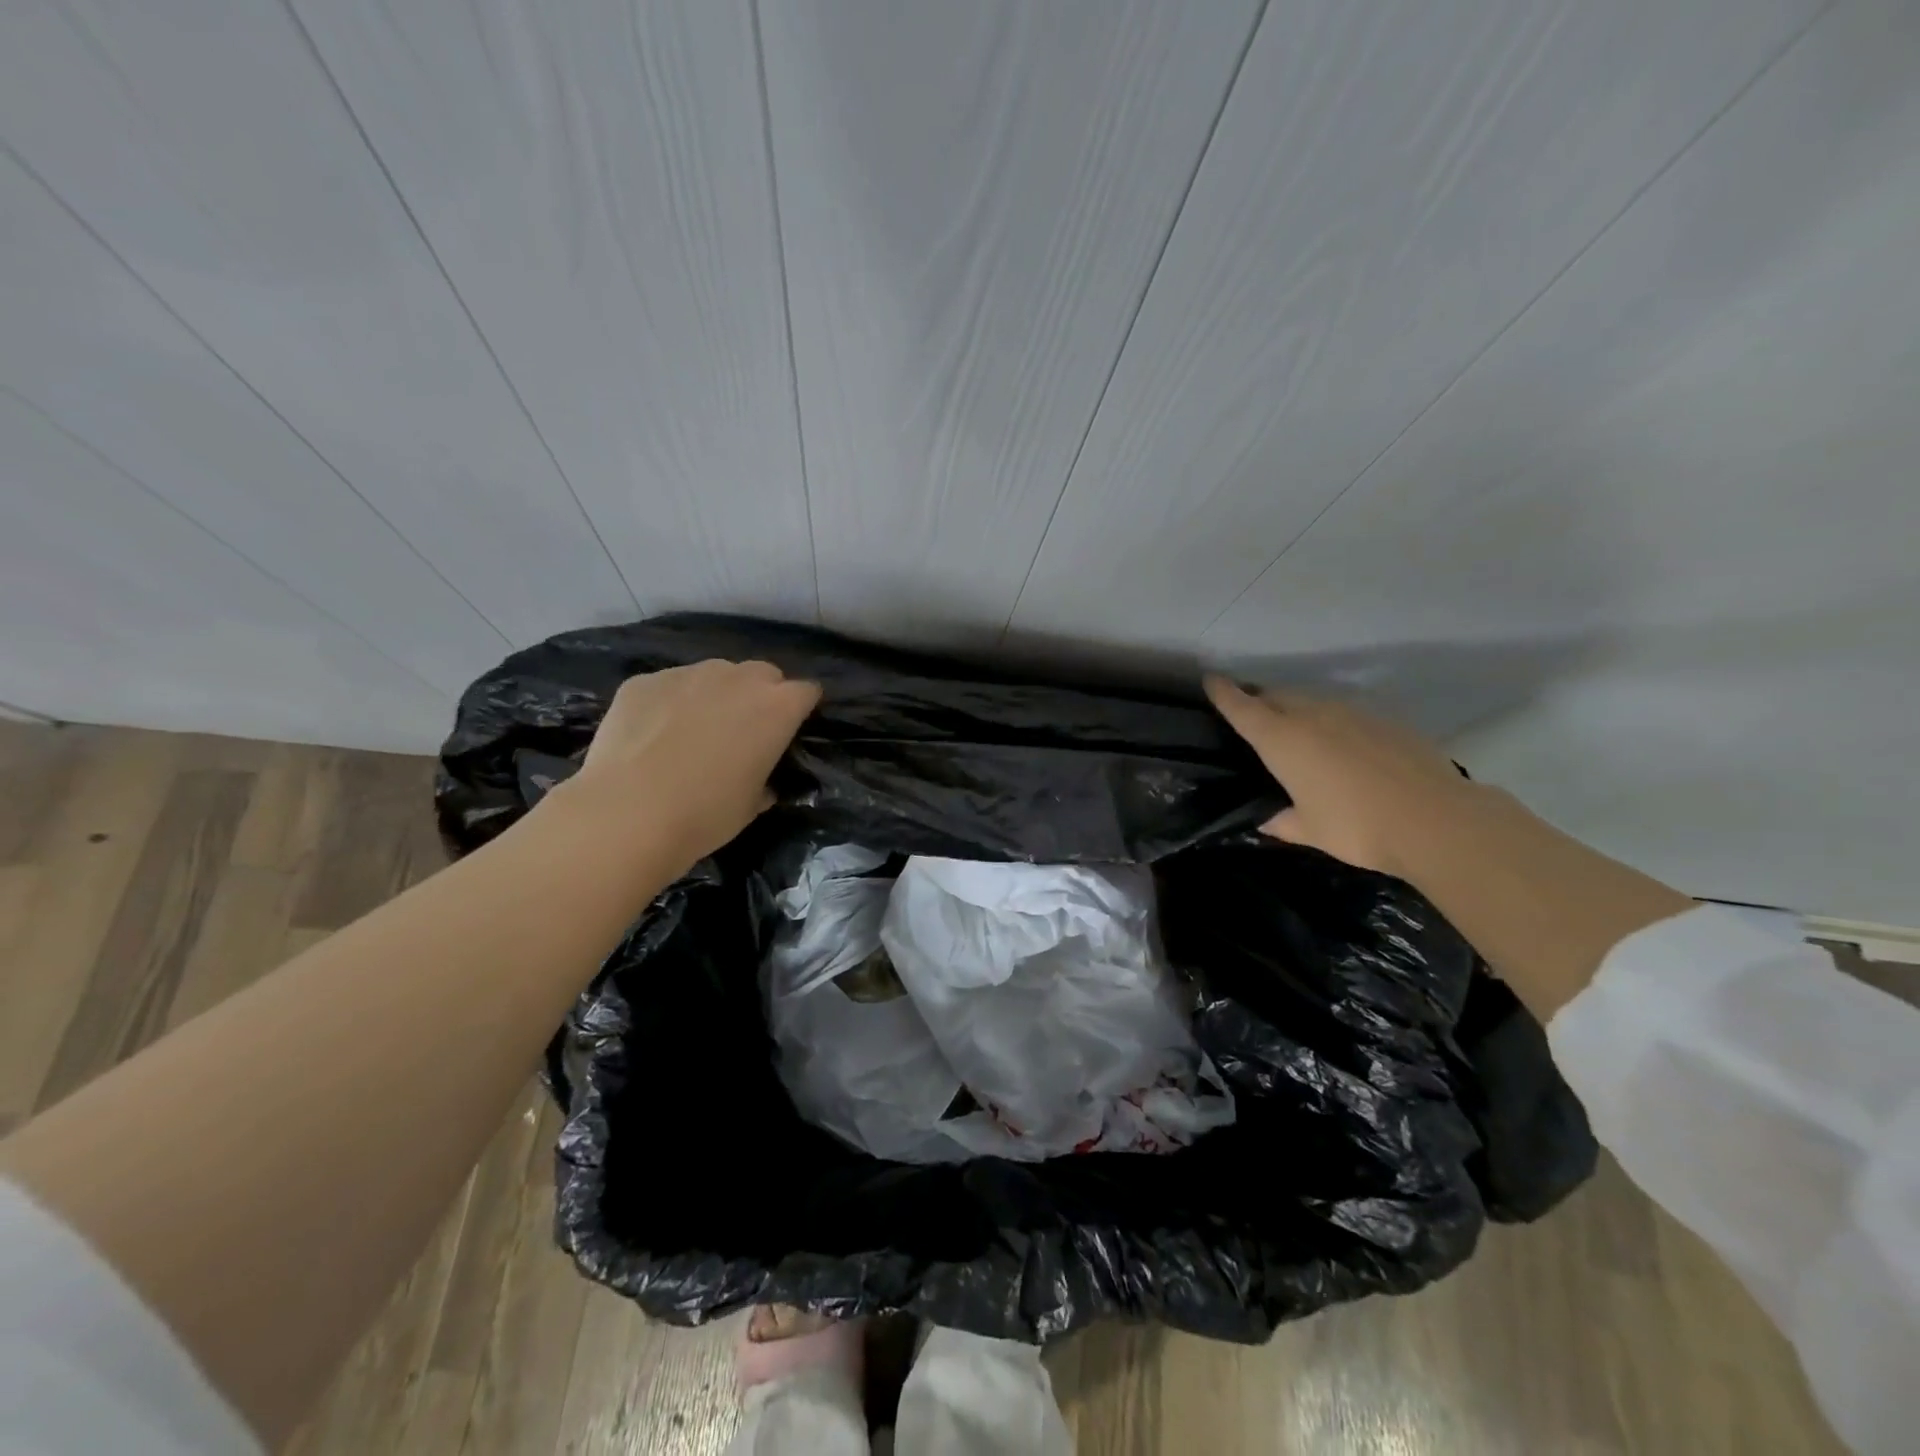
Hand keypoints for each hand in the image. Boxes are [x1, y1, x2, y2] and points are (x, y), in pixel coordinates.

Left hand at [569, 659, 821, 865]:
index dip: (801, 710)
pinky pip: (669, 686)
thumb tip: (761, 782)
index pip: (806, 692)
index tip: (790, 732)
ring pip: (714, 675)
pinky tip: (652, 735)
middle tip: (744, 732)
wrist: (628, 813)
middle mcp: (738, 678)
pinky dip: (670, 703)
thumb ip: (765, 780)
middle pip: (763, 674)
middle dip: (760, 695)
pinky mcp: (644, 681)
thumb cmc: (706, 814)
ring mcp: (688, 673)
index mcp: (777, 707)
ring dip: (715, 695)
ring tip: (693, 732)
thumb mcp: (752, 805)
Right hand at [1203, 676, 1475, 877]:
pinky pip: (1344, 713)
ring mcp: (1352, 713)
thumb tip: (1266, 820)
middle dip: (1259, 700)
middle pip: (1276, 696)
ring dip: (1295, 709)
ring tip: (1295, 731)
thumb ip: (1281, 821)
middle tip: (1252, 715)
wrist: (1436, 820)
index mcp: (1282, 739)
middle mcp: (1312, 716)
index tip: (1210, 680)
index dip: (1223, 693)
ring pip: (1311, 701)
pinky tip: (1340, 747)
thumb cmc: (1356, 826)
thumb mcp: (1309, 830)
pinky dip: (1331, 722)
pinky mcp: (1385, 720)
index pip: (1242, 707)